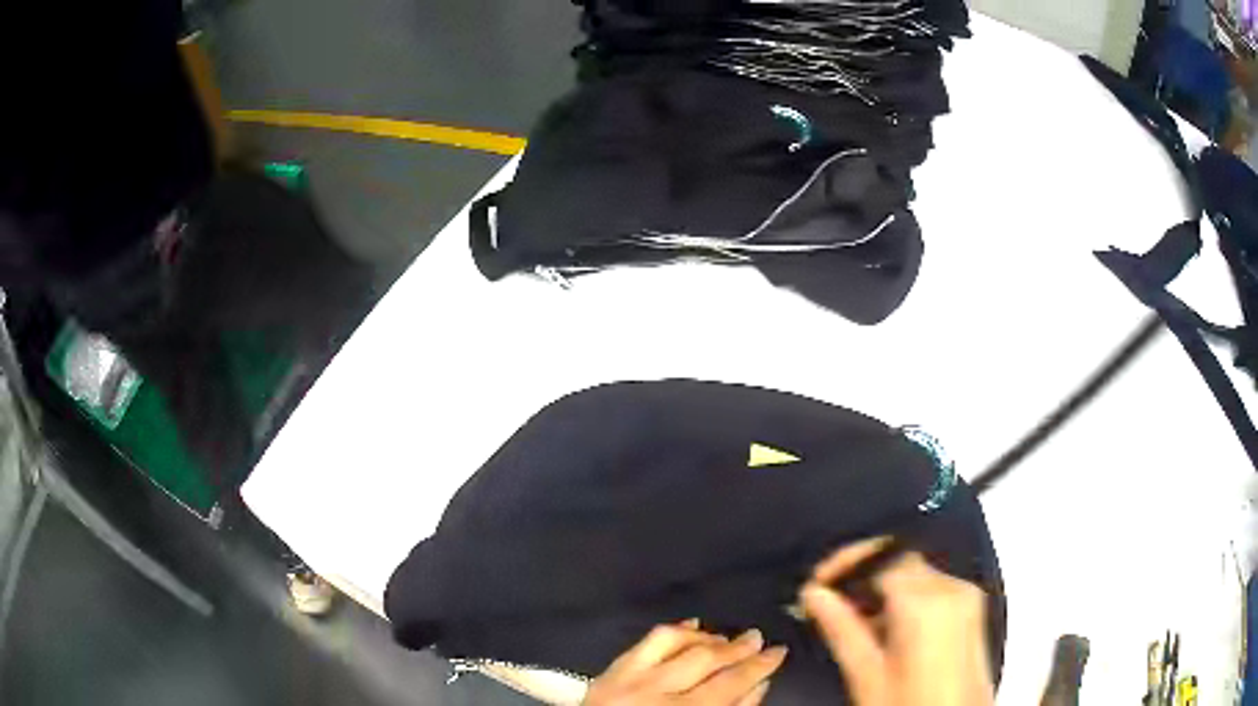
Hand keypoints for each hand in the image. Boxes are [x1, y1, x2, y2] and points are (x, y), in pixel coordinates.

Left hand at [583, 620, 787, 705]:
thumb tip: (758, 684)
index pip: (729, 683)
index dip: (759, 666)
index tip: (779, 651)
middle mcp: (653, 692)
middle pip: (703, 660)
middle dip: (736, 647)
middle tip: (757, 637)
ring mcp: (627, 679)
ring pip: (672, 641)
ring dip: (705, 637)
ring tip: (725, 638)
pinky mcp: (608, 672)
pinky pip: (643, 642)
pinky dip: (672, 632)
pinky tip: (690, 626)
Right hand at [800, 538, 994, 705]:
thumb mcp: (866, 675)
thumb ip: (841, 628)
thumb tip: (814, 594)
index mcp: (926, 603)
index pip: (882, 556)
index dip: (845, 563)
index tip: (815, 583)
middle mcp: (952, 589)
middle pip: (900, 560)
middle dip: (861, 575)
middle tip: (826, 601)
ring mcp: (966, 597)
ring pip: (915, 572)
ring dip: (880, 587)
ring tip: (849, 619)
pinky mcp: (972, 610)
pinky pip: (932, 587)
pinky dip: (904, 598)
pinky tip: (883, 628)